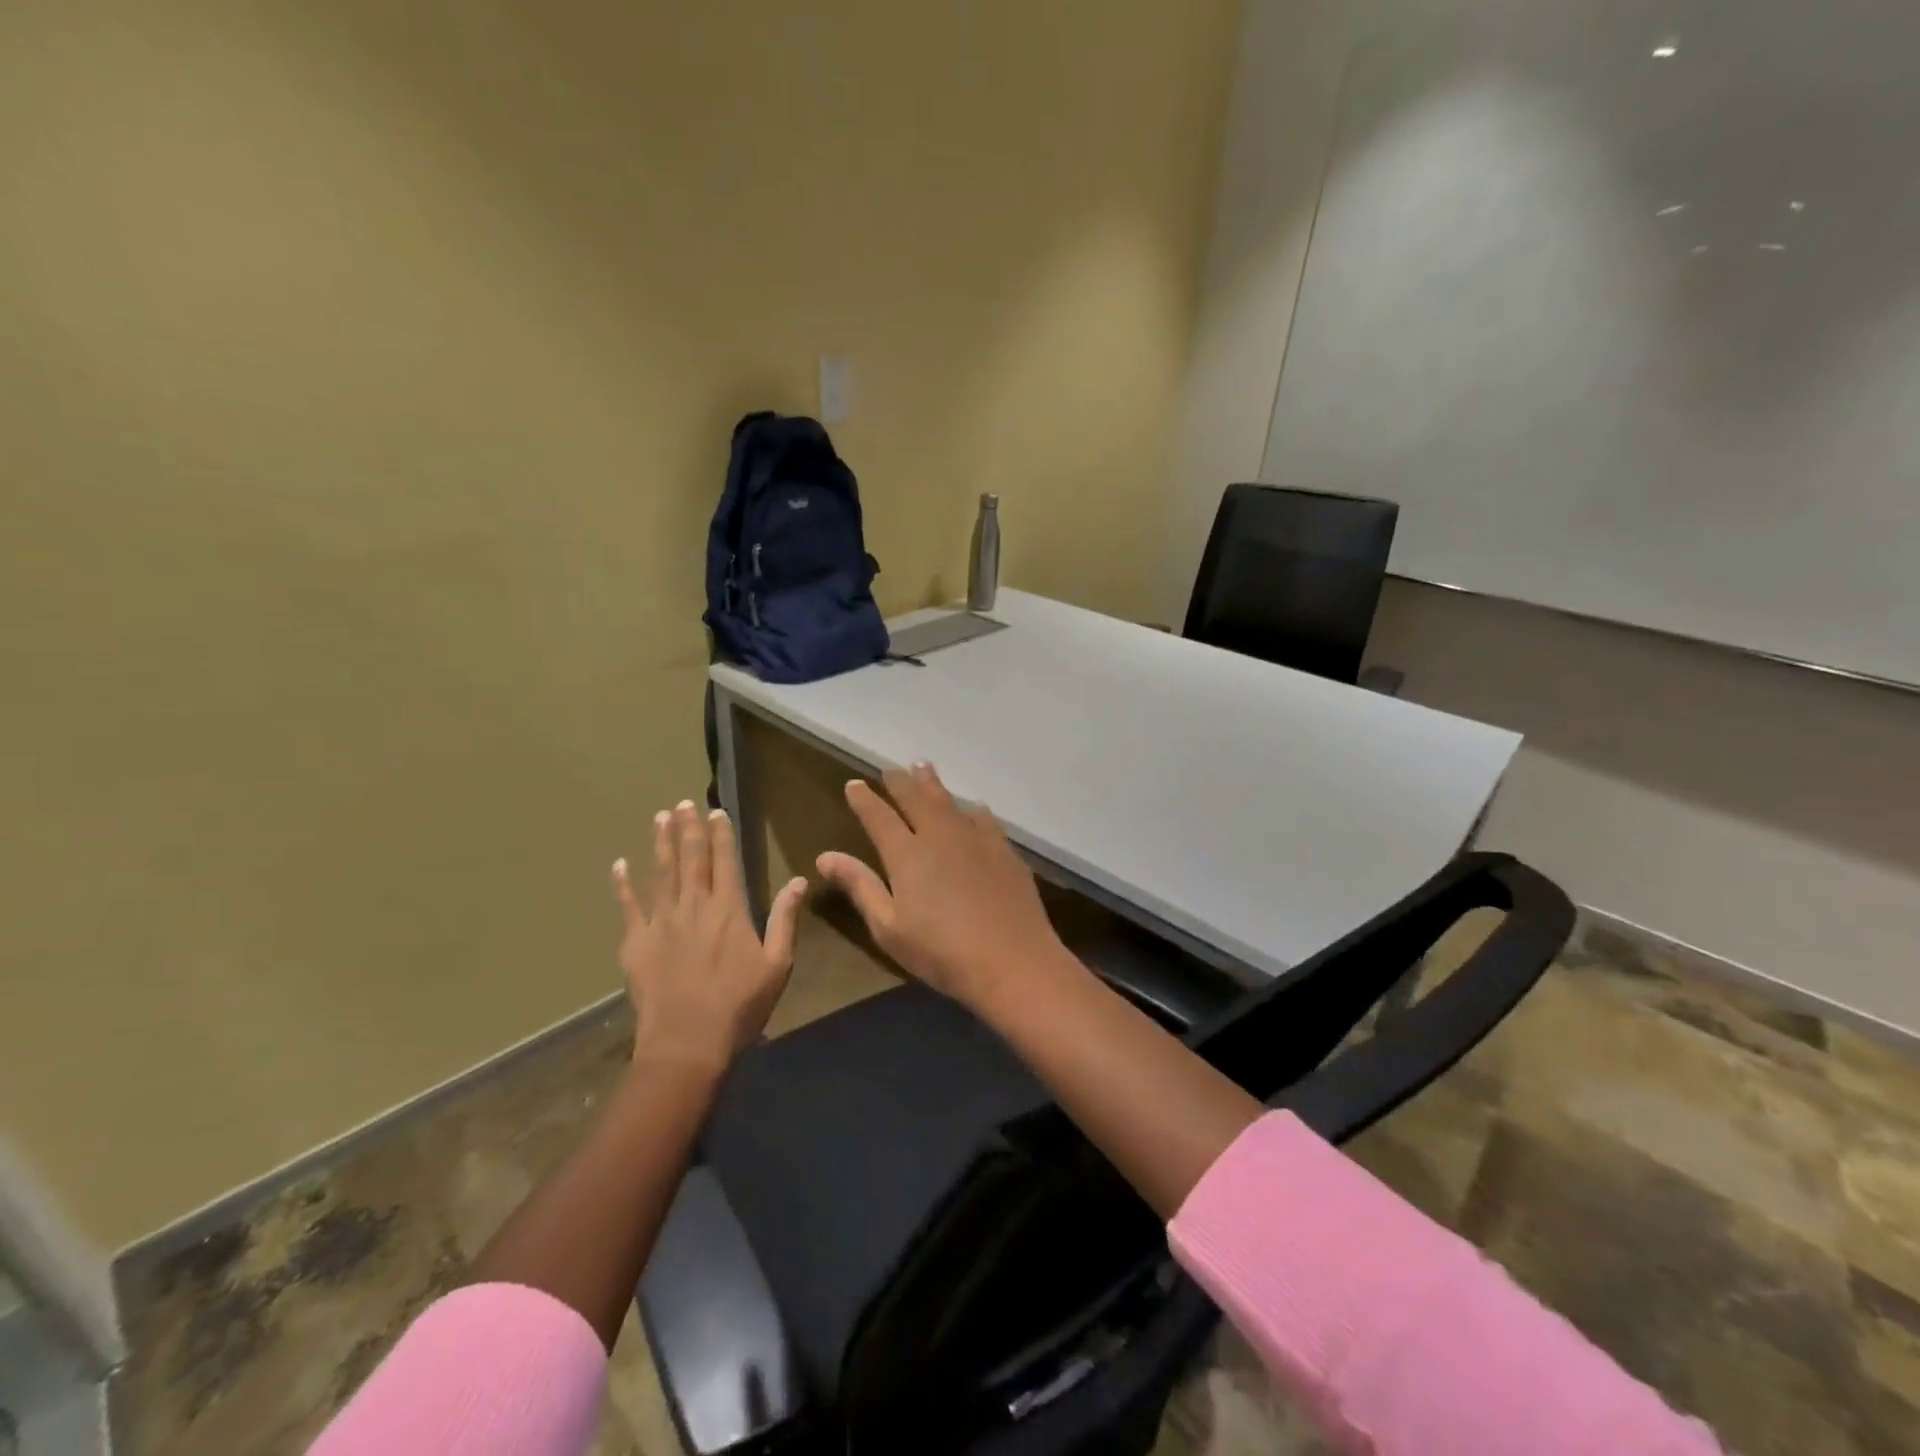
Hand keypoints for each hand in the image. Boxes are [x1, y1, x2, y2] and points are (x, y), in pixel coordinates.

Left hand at [613, 801, 806, 1073]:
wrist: (686, 1043)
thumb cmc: (740, 1005)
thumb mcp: (777, 964)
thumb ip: (786, 919)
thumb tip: (799, 880)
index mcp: (729, 910)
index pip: (725, 861)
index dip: (721, 835)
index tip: (716, 811)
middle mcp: (694, 906)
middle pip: (691, 859)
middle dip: (689, 829)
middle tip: (684, 803)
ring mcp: (661, 922)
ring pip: (661, 874)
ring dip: (661, 844)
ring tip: (661, 817)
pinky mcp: (636, 943)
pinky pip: (628, 907)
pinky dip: (623, 885)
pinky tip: (619, 865)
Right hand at [816, 763, 1072, 1011]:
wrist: (1012, 960)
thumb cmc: (941, 952)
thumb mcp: (889, 927)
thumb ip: (860, 886)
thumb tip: (825, 856)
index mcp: (907, 854)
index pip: (879, 816)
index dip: (864, 799)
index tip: (854, 784)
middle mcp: (939, 835)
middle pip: (916, 798)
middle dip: (900, 782)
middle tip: (891, 769)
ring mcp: (975, 839)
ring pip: (949, 801)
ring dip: (933, 784)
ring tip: (923, 768)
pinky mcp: (1003, 850)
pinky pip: (983, 818)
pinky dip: (971, 809)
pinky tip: (973, 808)